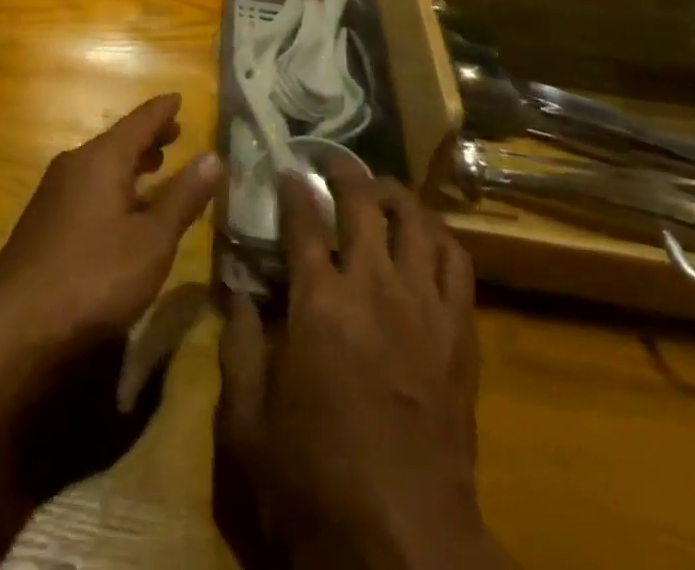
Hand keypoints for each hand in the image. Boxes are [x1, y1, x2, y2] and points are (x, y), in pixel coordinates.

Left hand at [0, 94, 222, 363]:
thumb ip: (182, 197)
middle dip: (148, 137)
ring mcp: (55, 192)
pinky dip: (112, 185)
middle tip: (174, 133)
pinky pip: (88, 186)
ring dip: (130, 163)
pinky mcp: (45, 220)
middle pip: (118, 141)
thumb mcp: (152, 240)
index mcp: (102, 159)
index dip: (162, 111)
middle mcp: (76, 164)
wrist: (16, 322)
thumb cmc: (94, 275)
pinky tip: (120, 208)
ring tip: (153, 166)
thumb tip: (213, 156)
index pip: (139, 122)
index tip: (178, 97)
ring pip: (101, 165)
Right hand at [218, 170, 505, 569]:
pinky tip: (425, 236)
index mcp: (317, 302)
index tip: (285, 172)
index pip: (303, 220)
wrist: (406, 545)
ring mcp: (423, 306)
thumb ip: (235, 346)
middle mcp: (372, 287)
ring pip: (416, 220)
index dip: (292, 189)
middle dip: (344, 172)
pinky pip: (457, 261)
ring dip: (394, 195)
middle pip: (363, 203)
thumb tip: (235, 292)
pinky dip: (439, 236)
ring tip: (380, 190)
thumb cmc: (315, 482)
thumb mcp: (246, 422)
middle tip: (331, 162)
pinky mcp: (459, 332)